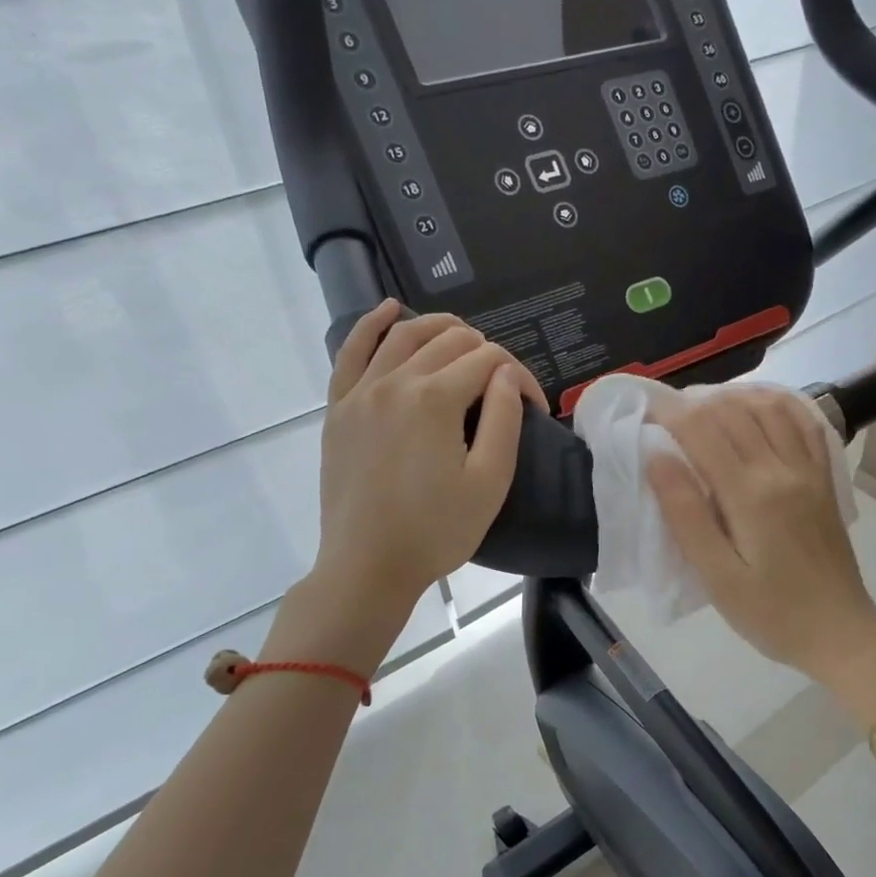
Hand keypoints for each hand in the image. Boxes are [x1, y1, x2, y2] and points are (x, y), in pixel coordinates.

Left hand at [314, 302, 545, 616]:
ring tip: (465, 339)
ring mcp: (361, 392)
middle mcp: (396, 381)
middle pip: (450, 341)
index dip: (521, 379)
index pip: (490, 362)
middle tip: (504, 390)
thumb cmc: (436, 531)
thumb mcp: (489, 482)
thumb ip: (505, 420)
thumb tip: (506, 376)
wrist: (367, 567)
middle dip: (487, 355)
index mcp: (436, 399)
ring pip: (405, 335)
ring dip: (440, 328)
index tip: (536, 411)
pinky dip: (372, 325)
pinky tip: (389, 310)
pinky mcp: (339, 408)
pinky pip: (351, 352)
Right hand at [649, 388, 875, 685]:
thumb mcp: (718, 577)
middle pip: (733, 411)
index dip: (668, 411)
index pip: (702, 430)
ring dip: (733, 396)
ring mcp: (809, 470)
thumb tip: (657, 457)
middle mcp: (782, 469)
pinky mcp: (825, 478)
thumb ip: (686, 515)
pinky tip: (758, 406)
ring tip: (704, 405)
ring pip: (769, 407)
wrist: (841, 634)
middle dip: (694, 401)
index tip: (643, 407)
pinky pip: (804, 422)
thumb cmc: (771, 615)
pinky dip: (777, 403)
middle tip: (665, 411)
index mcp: (750, 494)